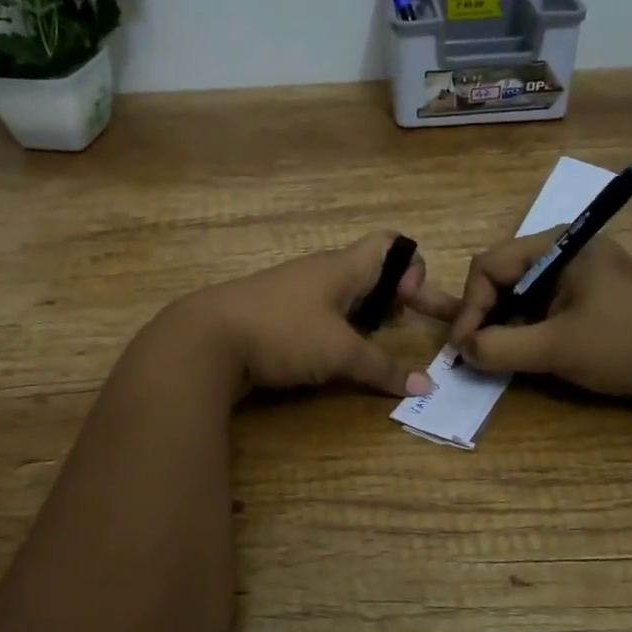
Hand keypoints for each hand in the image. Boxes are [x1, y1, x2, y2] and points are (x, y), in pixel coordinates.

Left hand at [171, 233, 456, 397]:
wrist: (206, 340)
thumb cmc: (282, 332)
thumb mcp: (339, 351)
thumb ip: (383, 367)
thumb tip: (426, 388)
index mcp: (342, 266)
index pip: (391, 244)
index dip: (412, 268)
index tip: (412, 304)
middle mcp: (321, 272)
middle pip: (371, 272)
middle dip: (396, 298)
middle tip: (407, 327)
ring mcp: (295, 293)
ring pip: (344, 296)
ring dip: (367, 317)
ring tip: (377, 344)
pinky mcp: (276, 317)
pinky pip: (320, 316)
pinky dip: (338, 331)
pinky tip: (336, 357)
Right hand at [445, 232, 631, 401]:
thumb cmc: (627, 344)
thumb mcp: (558, 348)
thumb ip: (501, 348)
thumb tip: (463, 350)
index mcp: (556, 245)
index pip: (488, 266)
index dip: (469, 307)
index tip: (463, 348)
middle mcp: (562, 250)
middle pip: (500, 276)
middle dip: (483, 314)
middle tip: (474, 352)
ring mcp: (575, 273)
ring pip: (517, 294)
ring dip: (502, 324)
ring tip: (494, 355)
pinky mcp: (586, 295)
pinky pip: (539, 306)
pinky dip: (524, 328)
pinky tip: (522, 353)